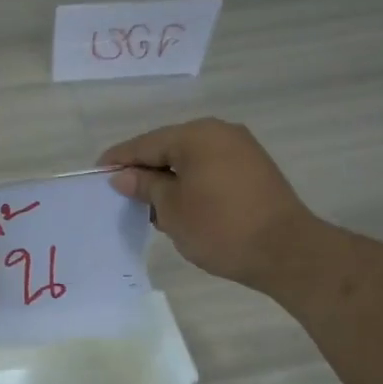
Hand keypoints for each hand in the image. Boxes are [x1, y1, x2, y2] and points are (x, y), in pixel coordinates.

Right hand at [99, 119, 318, 290]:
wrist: (285, 251)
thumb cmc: (220, 228)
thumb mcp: (172, 209)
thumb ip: (145, 187)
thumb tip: (123, 176)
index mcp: (196, 135)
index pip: (146, 144)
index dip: (120, 159)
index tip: (97, 173)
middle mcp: (220, 132)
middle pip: (169, 147)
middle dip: (145, 170)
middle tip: (121, 193)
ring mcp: (241, 149)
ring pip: (191, 160)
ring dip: (168, 179)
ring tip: (149, 207)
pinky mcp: (254, 170)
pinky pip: (210, 169)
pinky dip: (191, 184)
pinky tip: (179, 206)